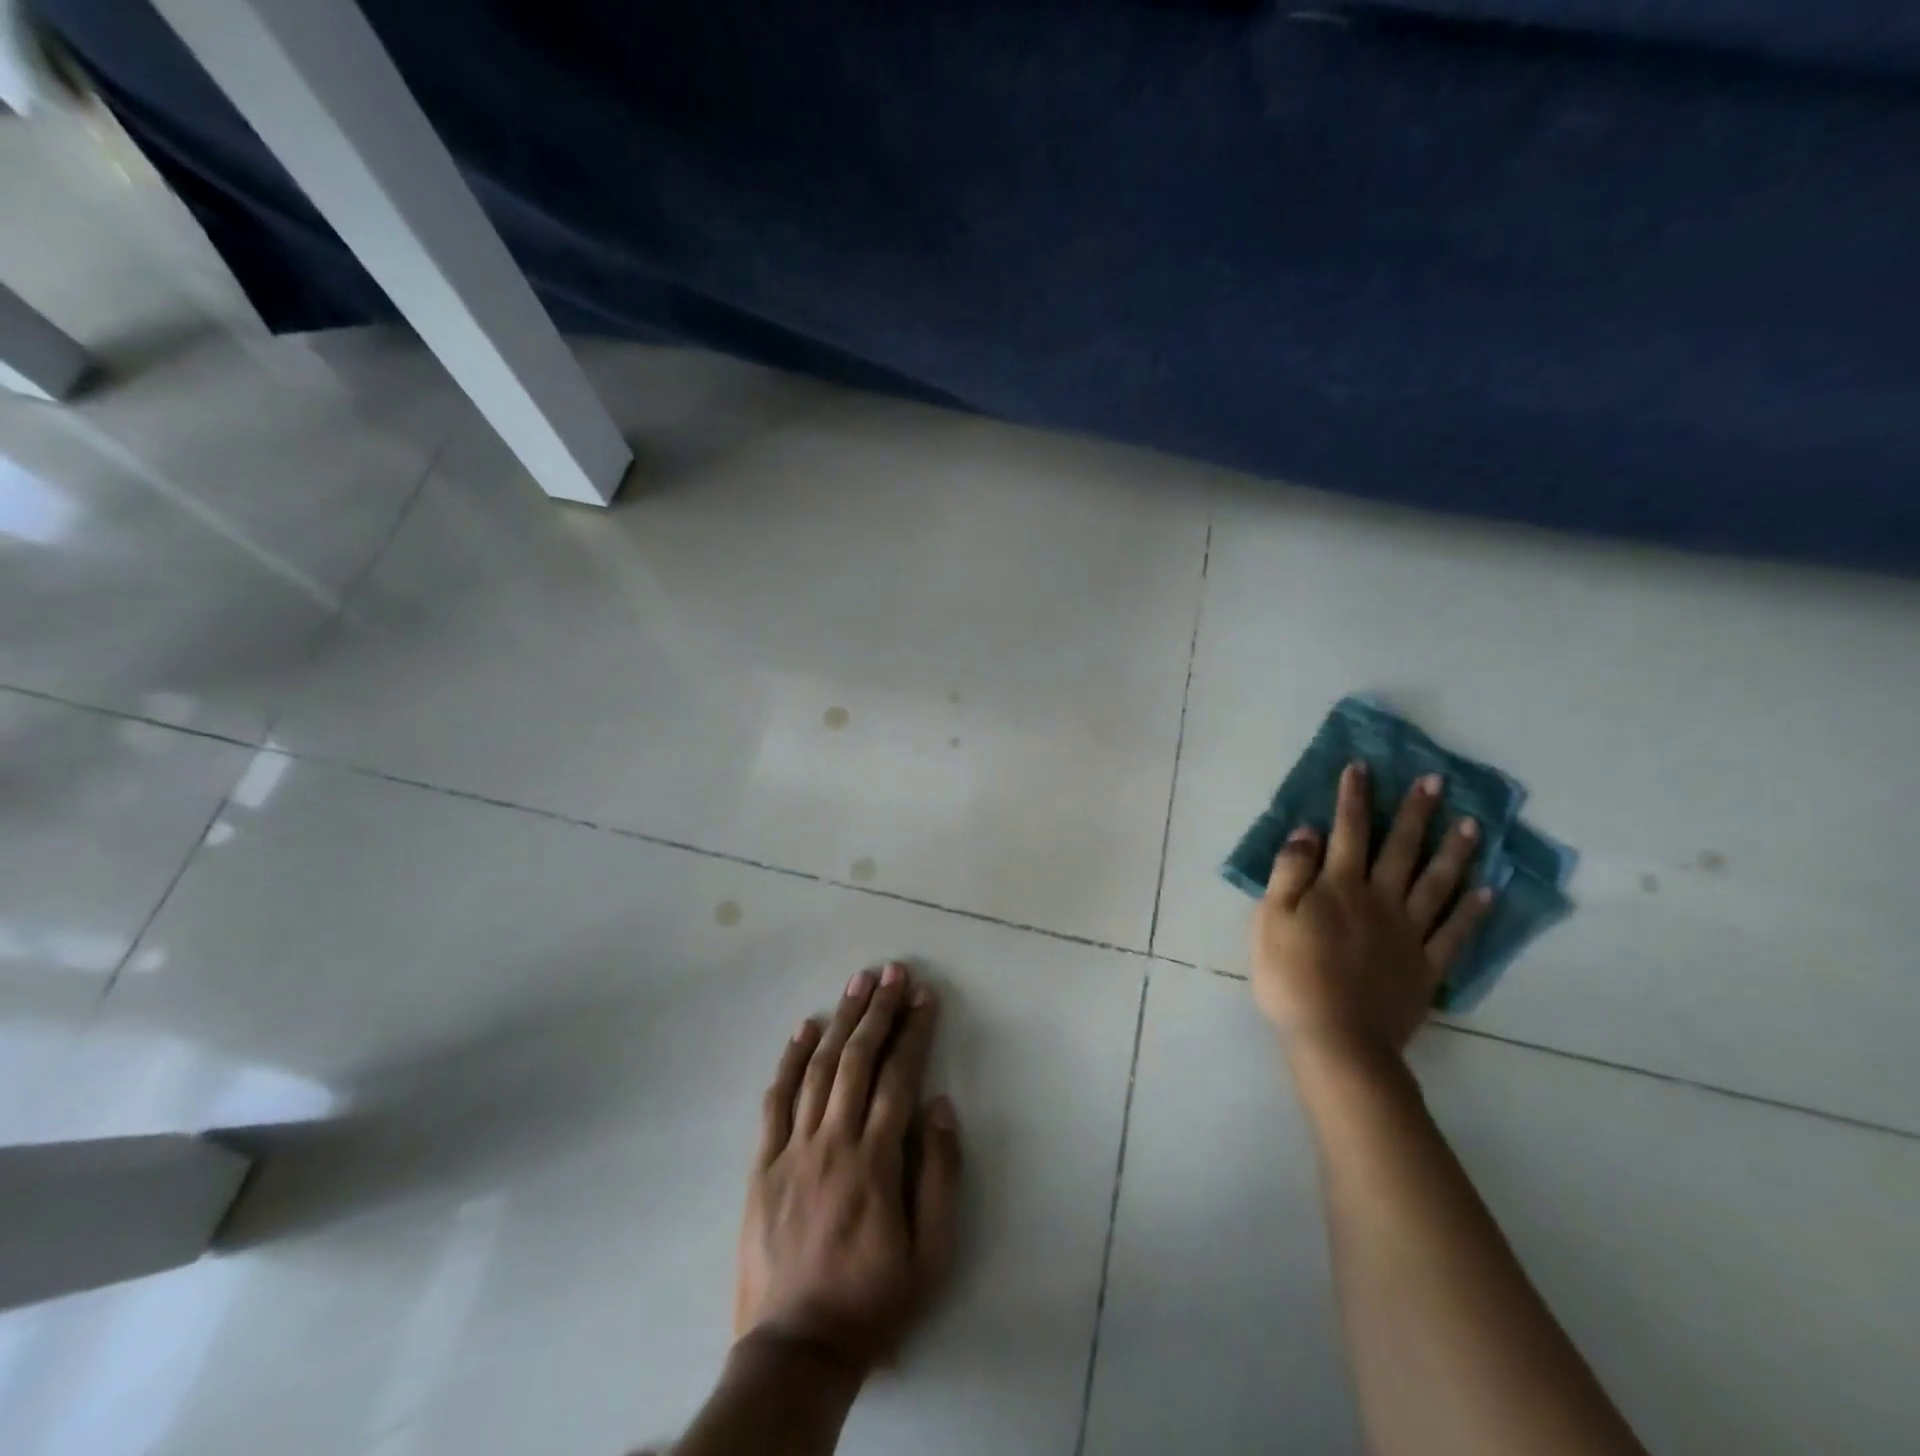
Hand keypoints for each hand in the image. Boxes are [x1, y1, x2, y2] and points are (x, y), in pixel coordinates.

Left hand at [736, 962, 962, 1378]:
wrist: (796, 1350)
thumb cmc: (873, 1300)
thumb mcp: (930, 1252)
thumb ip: (939, 1174)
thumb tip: (939, 1104)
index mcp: (875, 1159)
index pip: (898, 1076)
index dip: (914, 1031)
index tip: (925, 996)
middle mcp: (833, 1141)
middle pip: (858, 1058)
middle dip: (879, 1010)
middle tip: (893, 971)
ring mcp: (793, 1149)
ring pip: (818, 1068)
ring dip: (841, 1020)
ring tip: (857, 982)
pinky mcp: (763, 1164)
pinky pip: (776, 1100)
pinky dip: (789, 1059)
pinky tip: (804, 1027)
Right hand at [1251, 763, 1493, 1061]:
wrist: (1334, 1039)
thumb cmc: (1291, 975)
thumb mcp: (1271, 917)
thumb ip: (1290, 871)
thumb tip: (1308, 831)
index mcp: (1339, 887)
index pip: (1347, 830)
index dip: (1353, 797)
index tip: (1362, 767)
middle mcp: (1380, 900)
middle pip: (1400, 848)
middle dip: (1415, 812)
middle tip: (1436, 781)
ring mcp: (1409, 934)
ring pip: (1437, 884)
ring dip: (1455, 852)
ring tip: (1474, 825)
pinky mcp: (1427, 967)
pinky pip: (1455, 934)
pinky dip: (1473, 912)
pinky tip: (1490, 892)